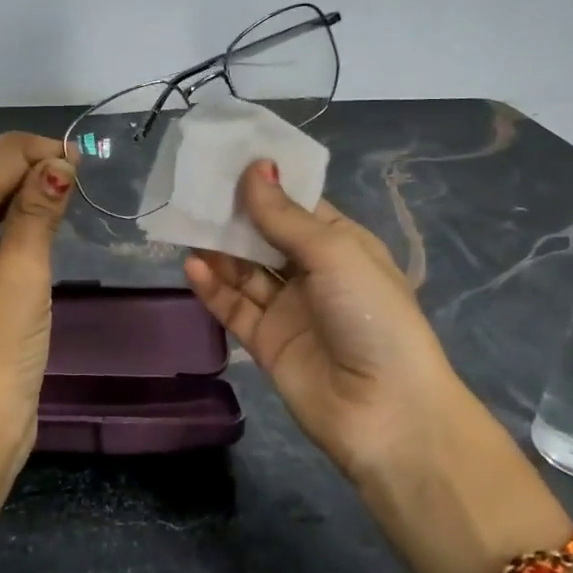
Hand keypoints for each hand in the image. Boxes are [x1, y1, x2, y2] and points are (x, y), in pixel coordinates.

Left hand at [0, 132, 74, 473]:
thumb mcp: (21, 280)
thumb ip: (36, 214)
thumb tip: (61, 163)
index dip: (26, 157)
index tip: (76, 148)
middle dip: (17, 166)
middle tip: (71, 158)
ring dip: (11, 190)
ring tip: (60, 174)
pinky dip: (1, 220)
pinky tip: (34, 205)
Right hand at [183, 161, 469, 484]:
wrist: (386, 412)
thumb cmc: (371, 316)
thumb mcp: (333, 254)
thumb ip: (285, 216)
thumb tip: (254, 167)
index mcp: (341, 245)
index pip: (297, 206)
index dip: (265, 184)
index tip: (226, 160)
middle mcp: (314, 273)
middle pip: (265, 236)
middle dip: (234, 215)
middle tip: (195, 190)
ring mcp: (289, 309)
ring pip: (245, 271)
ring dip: (218, 250)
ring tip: (185, 224)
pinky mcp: (267, 342)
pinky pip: (234, 308)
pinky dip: (213, 288)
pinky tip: (191, 266)